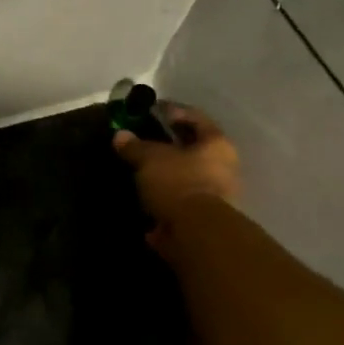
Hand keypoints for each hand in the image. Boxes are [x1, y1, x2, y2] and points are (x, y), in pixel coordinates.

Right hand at [112, 104, 241, 252]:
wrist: (196, 233)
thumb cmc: (178, 183)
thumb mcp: (150, 159)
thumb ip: (135, 146)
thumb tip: (120, 135)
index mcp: (216, 144)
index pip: (196, 117)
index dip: (173, 111)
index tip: (152, 111)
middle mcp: (223, 166)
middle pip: (193, 149)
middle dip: (169, 145)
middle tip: (144, 141)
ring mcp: (216, 195)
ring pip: (187, 176)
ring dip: (167, 174)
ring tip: (141, 171)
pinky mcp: (202, 219)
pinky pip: (180, 201)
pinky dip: (164, 199)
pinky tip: (144, 197)